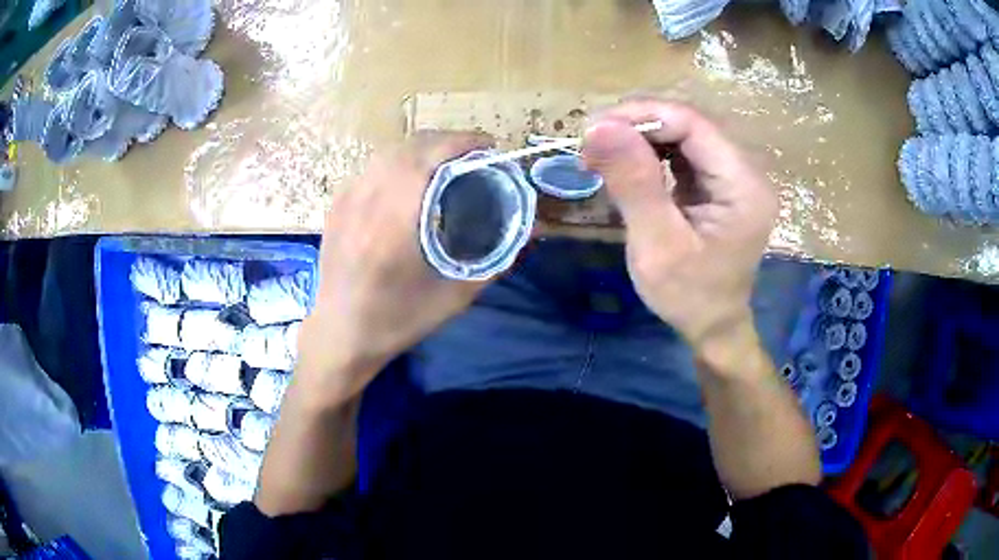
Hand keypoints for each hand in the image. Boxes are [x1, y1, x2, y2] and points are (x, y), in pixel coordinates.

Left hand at [296, 132, 493, 403]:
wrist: (339, 334)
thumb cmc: (396, 321)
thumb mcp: (453, 298)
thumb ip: (493, 262)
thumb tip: (526, 234)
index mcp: (394, 221)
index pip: (428, 157)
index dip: (461, 142)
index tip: (488, 146)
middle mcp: (367, 200)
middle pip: (410, 147)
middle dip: (447, 141)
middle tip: (474, 155)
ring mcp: (347, 199)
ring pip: (388, 152)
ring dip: (422, 148)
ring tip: (448, 162)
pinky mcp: (337, 205)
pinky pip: (373, 167)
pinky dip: (398, 161)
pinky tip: (411, 179)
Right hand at [581, 100, 776, 351]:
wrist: (712, 327)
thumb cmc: (688, 296)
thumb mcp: (657, 245)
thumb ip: (634, 183)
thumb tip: (598, 126)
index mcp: (743, 186)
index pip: (693, 124)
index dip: (643, 116)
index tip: (593, 130)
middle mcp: (745, 171)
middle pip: (690, 123)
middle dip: (638, 125)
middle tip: (592, 143)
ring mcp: (734, 175)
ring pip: (684, 133)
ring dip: (640, 136)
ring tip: (602, 153)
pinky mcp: (719, 183)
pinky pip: (684, 152)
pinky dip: (650, 152)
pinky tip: (627, 164)